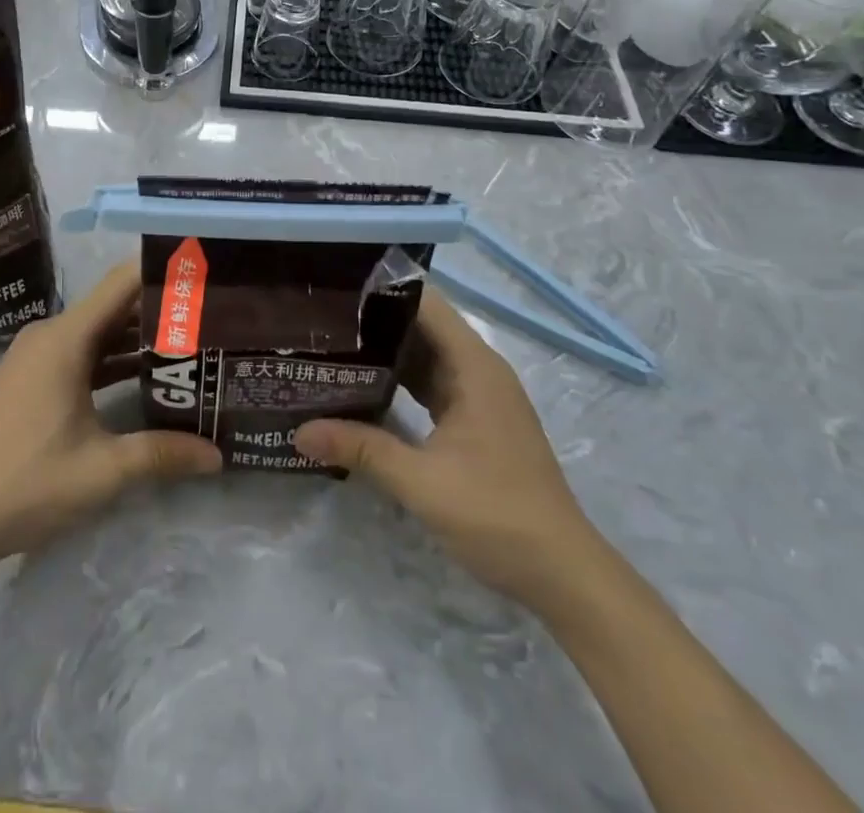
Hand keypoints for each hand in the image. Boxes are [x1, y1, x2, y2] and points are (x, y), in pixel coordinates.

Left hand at [0, 261, 222, 569]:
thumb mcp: (102, 470)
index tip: (204, 273)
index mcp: (65, 339)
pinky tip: (146, 379)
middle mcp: (51, 336)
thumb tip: (217, 455)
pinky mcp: (32, 379)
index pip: (122, 283)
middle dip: (160, 310)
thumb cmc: (26, 482)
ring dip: (138, 339)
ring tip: (190, 345)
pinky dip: (112, 360)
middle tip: (212, 316)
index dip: (162, 272)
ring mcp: (38, 357)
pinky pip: (81, 354)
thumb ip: (161, 454)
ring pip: (98, 333)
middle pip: (114, 306)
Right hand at [293, 288, 597, 605]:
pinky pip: (431, 386)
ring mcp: (479, 397)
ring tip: (331, 346)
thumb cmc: (497, 514)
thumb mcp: (421, 482)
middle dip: (374, 321)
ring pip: (425, 358)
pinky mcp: (475, 422)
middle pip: (422, 327)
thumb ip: (361, 448)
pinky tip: (363, 389)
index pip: (425, 304)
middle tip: (319, 319)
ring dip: (385, 354)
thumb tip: (299, 431)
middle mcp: (478, 371)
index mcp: (473, 366)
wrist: (563, 575)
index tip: (335, 288)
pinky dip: (400, 383)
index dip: (383, 290)